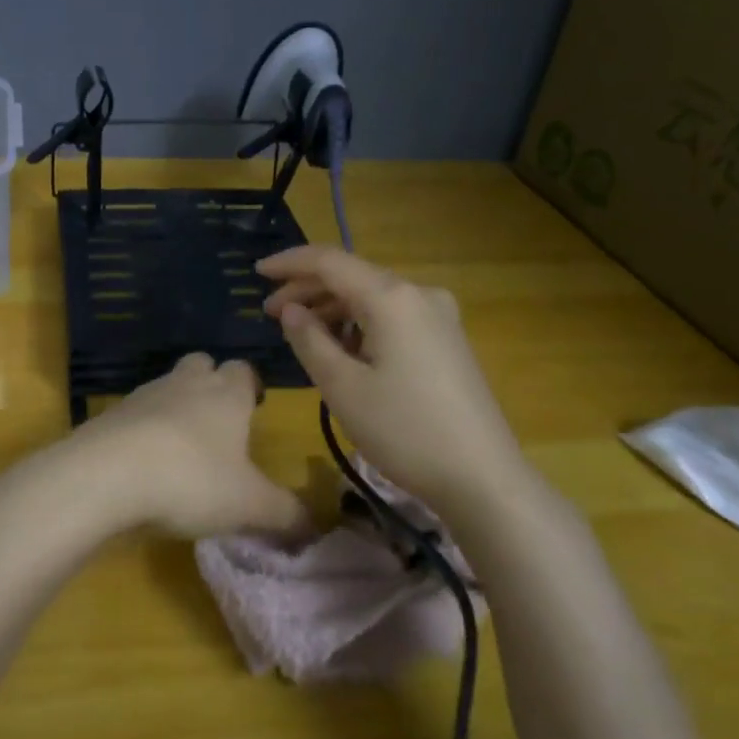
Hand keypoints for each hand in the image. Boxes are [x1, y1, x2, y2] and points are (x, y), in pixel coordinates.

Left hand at [60, 354, 306, 539]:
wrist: (105, 475)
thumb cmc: (192, 480)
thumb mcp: (249, 505)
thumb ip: (286, 514)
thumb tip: (314, 525)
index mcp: (226, 394)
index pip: (244, 370)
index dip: (251, 385)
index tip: (255, 407)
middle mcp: (185, 384)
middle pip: (202, 365)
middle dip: (211, 385)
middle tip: (218, 423)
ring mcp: (143, 396)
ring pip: (166, 387)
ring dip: (175, 408)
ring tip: (181, 450)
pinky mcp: (109, 416)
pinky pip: (134, 414)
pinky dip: (143, 431)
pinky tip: (144, 465)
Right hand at [257, 245, 526, 505]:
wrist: (482, 476)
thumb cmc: (404, 430)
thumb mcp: (342, 387)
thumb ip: (309, 340)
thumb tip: (291, 310)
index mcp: (392, 298)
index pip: (330, 261)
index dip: (289, 263)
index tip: (256, 272)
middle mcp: (419, 294)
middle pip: (353, 277)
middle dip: (308, 289)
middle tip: (269, 312)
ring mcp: (438, 316)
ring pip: (372, 298)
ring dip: (333, 309)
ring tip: (300, 333)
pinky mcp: (446, 340)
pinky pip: (392, 317)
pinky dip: (359, 324)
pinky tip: (341, 348)